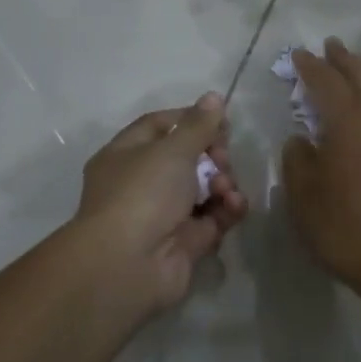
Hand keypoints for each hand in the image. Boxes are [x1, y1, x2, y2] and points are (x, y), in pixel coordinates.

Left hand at [73, 92, 248, 321]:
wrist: (129, 264)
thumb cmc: (143, 193)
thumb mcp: (172, 150)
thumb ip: (198, 125)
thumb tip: (213, 97)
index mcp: (126, 155)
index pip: (159, 126)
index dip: (190, 119)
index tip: (219, 119)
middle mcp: (142, 183)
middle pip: (187, 158)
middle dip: (212, 154)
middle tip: (222, 158)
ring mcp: (164, 214)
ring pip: (203, 188)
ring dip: (222, 182)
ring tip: (224, 187)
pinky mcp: (187, 242)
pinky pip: (213, 217)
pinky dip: (227, 209)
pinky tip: (234, 204)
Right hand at [281, 39, 360, 301]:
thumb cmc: (348, 229)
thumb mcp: (305, 198)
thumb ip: (298, 161)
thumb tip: (300, 140)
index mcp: (349, 122)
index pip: (327, 83)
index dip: (311, 67)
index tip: (299, 55)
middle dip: (345, 60)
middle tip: (331, 45)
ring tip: (355, 68)